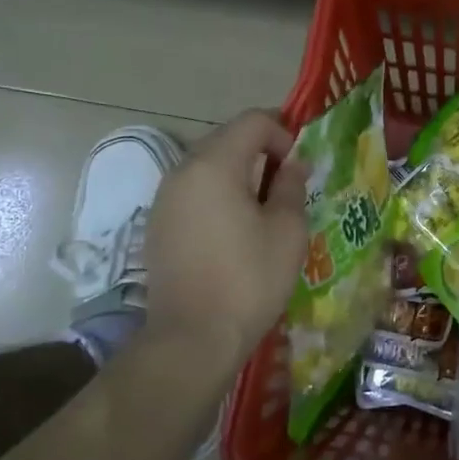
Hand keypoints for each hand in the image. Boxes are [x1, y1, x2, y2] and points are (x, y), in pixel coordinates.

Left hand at [144, 110, 308, 374]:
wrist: (193, 338)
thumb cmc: (249, 279)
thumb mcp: (287, 230)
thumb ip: (292, 186)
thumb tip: (293, 164)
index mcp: (214, 164)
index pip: (252, 121)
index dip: (283, 132)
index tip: (300, 165)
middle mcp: (182, 171)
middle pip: (226, 139)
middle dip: (260, 151)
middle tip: (287, 184)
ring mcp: (164, 199)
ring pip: (207, 167)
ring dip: (238, 174)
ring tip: (263, 208)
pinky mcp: (157, 226)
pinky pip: (192, 193)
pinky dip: (217, 196)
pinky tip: (234, 230)